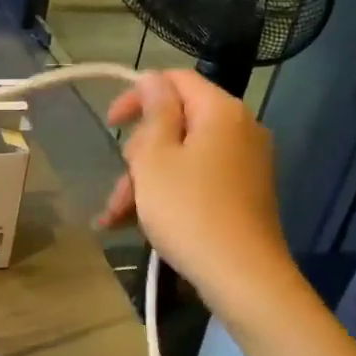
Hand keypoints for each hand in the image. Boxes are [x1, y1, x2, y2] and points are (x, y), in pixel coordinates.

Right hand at [97, 71, 291, 307]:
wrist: (242, 276)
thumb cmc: (189, 211)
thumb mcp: (156, 158)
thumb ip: (154, 112)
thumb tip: (154, 79)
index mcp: (220, 111)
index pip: (175, 80)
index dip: (138, 95)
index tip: (109, 122)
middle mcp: (240, 128)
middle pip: (178, 122)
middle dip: (139, 152)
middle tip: (119, 183)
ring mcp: (245, 163)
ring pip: (183, 156)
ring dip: (146, 180)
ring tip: (115, 216)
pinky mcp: (244, 192)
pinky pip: (198, 179)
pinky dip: (169, 193)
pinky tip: (137, 223)